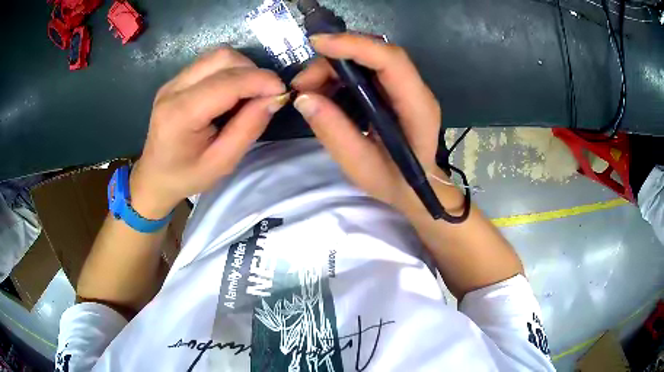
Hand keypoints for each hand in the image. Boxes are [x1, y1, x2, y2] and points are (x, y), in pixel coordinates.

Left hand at [130, 47, 288, 218]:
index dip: (260, 80)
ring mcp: (173, 81)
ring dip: (242, 68)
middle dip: (252, 71)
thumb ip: (248, 128)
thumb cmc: (186, 176)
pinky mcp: (176, 80)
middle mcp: (173, 89)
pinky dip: (230, 70)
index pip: (226, 82)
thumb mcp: (222, 162)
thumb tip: (275, 98)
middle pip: (222, 58)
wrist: (154, 176)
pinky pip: (210, 63)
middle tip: (264, 94)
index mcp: (180, 114)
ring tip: (249, 93)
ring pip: (217, 55)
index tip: (282, 91)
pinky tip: (232, 92)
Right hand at [291, 33, 444, 215]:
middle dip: (335, 58)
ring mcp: (406, 88)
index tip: (318, 44)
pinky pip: (365, 70)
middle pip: (378, 53)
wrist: (416, 189)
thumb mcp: (360, 166)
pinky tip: (323, 92)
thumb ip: (334, 132)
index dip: (355, 46)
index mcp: (418, 108)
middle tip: (303, 83)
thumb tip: (303, 98)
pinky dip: (339, 76)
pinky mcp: (394, 90)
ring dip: (334, 67)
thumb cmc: (393, 183)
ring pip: (369, 58)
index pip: (391, 61)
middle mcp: (416, 90)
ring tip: (308, 90)